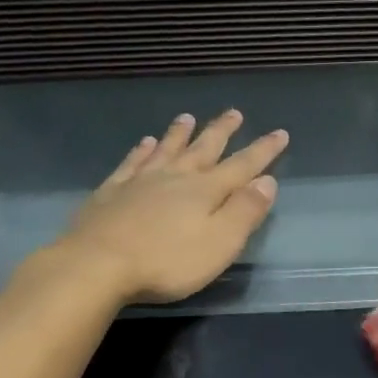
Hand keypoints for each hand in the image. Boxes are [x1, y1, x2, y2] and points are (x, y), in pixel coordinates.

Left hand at [53, 111, 287, 303]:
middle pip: (204, 149)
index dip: (263, 151)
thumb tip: (267, 181)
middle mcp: (176, 177)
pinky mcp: (112, 191)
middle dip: (222, 132)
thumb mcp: (220, 243)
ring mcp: (140, 181)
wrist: (97, 264)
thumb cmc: (167, 261)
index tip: (280, 133)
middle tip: (234, 112)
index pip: (242, 166)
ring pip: (167, 149)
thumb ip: (245, 212)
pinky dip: (142, 150)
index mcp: (206, 191)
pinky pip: (132, 162)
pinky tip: (145, 143)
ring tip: (188, 117)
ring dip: (180, 133)